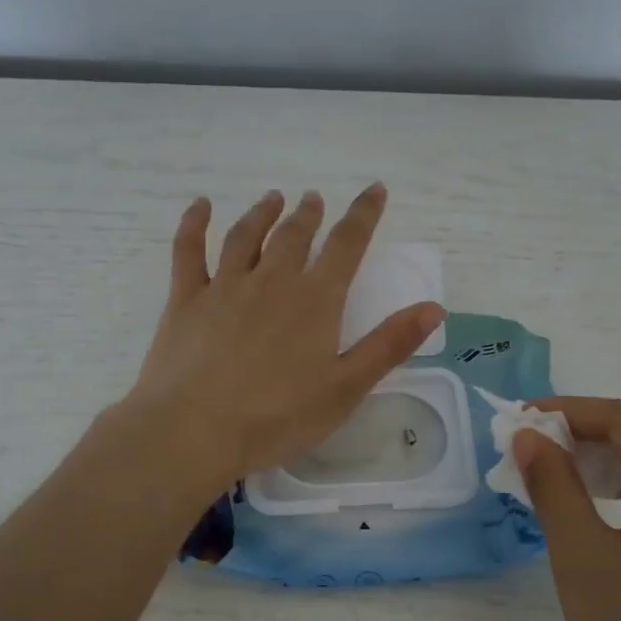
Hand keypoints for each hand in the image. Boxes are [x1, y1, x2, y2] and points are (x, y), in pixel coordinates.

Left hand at [122, 184, 444, 491]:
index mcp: (315, 300)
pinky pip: (189, 251)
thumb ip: (389, 345)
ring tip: (273, 199)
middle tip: (313, 199)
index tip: (374, 190)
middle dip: (308, 214)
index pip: (347, 245)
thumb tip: (434, 307)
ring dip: (262, 213)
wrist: (196, 429)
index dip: (363, 215)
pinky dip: (194, 223)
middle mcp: (272, 281)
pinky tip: (200, 206)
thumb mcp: (346, 388)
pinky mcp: (186, 299)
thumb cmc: (278, 417)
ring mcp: (225, 286)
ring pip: (246, 236)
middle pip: (294, 235)